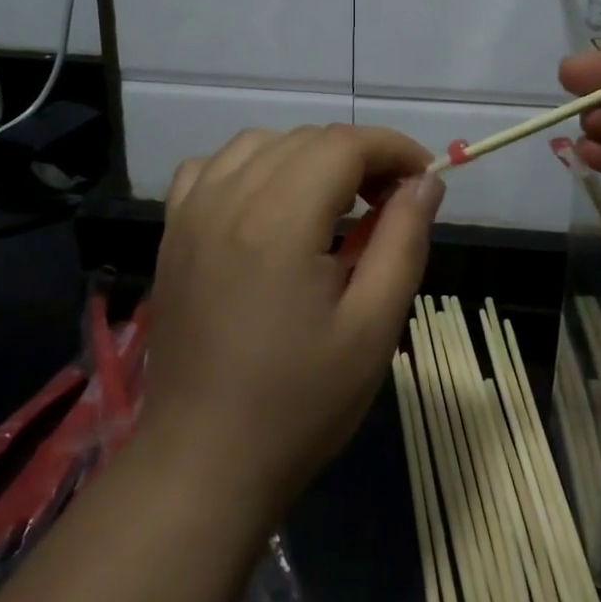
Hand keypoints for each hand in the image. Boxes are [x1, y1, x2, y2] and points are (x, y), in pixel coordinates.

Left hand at [146, 125, 443, 512]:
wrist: (204, 462)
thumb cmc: (300, 402)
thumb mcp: (373, 326)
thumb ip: (403, 240)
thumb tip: (427, 181)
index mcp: (280, 220)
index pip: (346, 145)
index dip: (393, 149)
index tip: (422, 178)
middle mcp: (229, 199)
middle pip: (306, 139)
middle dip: (359, 157)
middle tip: (389, 203)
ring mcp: (192, 213)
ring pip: (260, 144)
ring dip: (307, 158)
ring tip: (335, 205)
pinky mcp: (173, 234)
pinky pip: (211, 168)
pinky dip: (250, 168)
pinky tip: (268, 206)